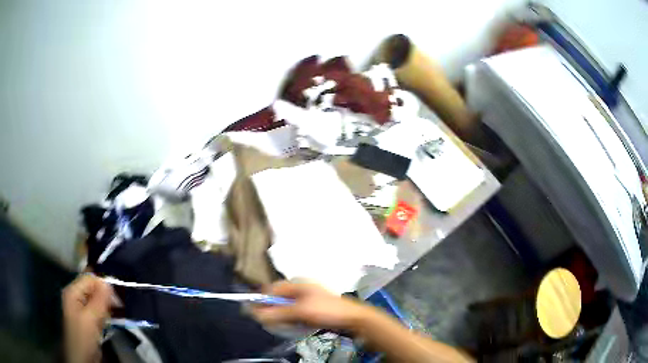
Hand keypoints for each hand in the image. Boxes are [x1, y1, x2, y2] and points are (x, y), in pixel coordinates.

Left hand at [62, 274, 113, 362]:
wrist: (82, 357)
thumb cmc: (83, 335)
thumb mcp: (91, 318)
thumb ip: (99, 300)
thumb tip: (108, 283)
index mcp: (73, 291)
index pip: (89, 279)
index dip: (103, 284)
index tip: (117, 296)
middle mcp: (76, 296)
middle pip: (93, 289)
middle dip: (106, 295)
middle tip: (118, 305)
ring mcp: (81, 308)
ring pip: (97, 300)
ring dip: (107, 305)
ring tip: (117, 312)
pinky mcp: (88, 319)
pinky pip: (98, 311)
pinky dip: (105, 313)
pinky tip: (111, 318)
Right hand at [251, 281, 370, 329]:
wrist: (353, 319)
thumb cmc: (327, 311)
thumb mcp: (300, 311)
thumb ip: (278, 313)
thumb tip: (257, 314)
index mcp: (298, 283)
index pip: (273, 288)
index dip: (263, 299)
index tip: (256, 312)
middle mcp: (302, 288)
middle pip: (280, 298)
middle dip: (273, 310)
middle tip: (271, 321)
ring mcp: (309, 299)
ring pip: (287, 307)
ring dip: (283, 316)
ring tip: (285, 325)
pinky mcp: (314, 308)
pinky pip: (296, 313)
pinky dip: (292, 319)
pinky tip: (295, 325)